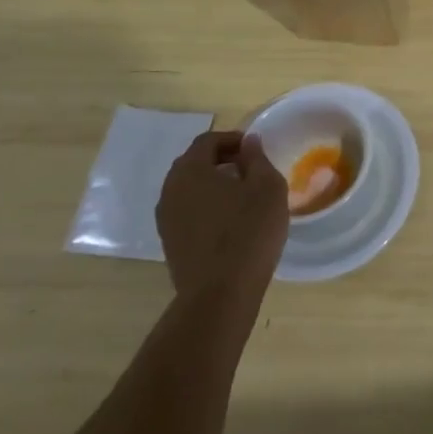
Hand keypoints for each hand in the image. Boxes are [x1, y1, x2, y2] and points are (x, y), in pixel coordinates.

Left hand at [156, 131, 287, 316]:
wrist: (220, 294)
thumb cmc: (248, 231)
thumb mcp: (267, 186)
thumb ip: (257, 158)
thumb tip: (248, 142)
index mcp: (190, 170)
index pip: (207, 141)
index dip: (233, 139)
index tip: (256, 151)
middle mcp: (169, 190)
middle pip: (194, 163)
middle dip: (222, 160)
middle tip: (251, 170)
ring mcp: (165, 219)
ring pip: (190, 189)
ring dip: (214, 185)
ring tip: (243, 197)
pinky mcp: (170, 243)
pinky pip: (188, 212)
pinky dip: (207, 207)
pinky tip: (231, 222)